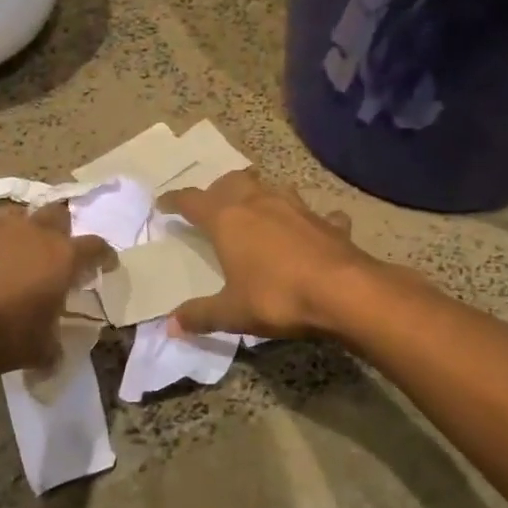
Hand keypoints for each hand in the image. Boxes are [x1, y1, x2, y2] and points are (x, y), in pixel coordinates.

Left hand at [0, 203, 111, 373]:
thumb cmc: (0, 333)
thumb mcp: (36, 352)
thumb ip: (52, 350)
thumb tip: (54, 358)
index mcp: (62, 258)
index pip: (96, 247)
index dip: (104, 256)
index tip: (106, 265)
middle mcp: (35, 233)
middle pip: (59, 215)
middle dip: (63, 230)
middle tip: (57, 254)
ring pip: (21, 217)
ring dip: (25, 231)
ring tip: (17, 255)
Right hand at [159, 170, 374, 339]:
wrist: (344, 291)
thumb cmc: (277, 296)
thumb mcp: (232, 312)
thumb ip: (201, 315)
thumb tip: (170, 326)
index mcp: (228, 219)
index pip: (193, 201)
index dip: (175, 201)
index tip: (164, 203)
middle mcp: (258, 202)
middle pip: (232, 181)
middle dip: (218, 189)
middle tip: (212, 204)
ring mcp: (296, 207)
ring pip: (271, 187)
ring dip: (259, 193)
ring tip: (255, 208)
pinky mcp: (326, 221)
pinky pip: (314, 213)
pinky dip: (308, 219)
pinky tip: (311, 230)